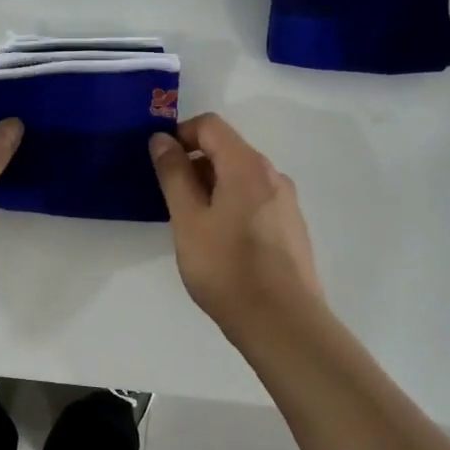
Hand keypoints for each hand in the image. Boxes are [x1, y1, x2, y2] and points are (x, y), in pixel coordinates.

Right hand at [149, 114, 325, 337]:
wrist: (282, 323)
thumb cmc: (227, 268)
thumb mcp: (188, 219)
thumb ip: (173, 174)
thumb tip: (161, 139)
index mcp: (247, 166)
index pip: (210, 125)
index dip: (179, 135)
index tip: (159, 163)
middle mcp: (272, 176)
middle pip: (227, 149)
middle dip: (193, 164)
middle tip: (169, 199)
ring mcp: (286, 202)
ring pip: (240, 177)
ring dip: (210, 187)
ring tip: (191, 225)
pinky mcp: (290, 228)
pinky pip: (253, 200)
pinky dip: (229, 205)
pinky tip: (219, 242)